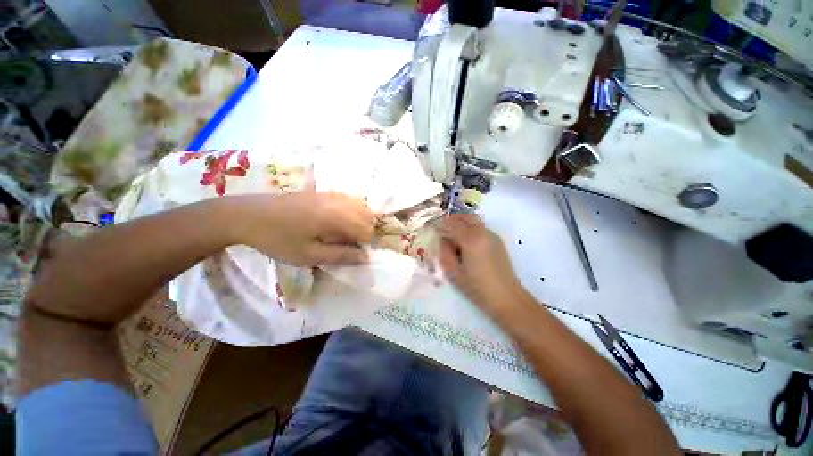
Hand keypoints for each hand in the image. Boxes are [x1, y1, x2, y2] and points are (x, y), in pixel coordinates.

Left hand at [232, 192, 374, 265]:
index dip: (366, 244)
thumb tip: (365, 258)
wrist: (247, 215)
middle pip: (367, 214)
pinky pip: (349, 200)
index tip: (357, 254)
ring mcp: (331, 194)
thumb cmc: (278, 239)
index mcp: (336, 217)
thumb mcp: (308, 255)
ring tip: (349, 235)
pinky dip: (353, 211)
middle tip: (353, 246)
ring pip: (360, 205)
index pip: (366, 229)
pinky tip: (341, 222)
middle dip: (367, 231)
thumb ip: (340, 256)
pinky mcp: (323, 193)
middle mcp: (338, 202)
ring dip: (362, 220)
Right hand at [440, 214, 522, 315]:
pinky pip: (480, 228)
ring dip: (462, 224)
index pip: (451, 223)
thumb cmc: (477, 287)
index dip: (440, 226)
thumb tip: (443, 239)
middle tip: (444, 232)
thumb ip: (445, 252)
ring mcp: (492, 235)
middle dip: (452, 220)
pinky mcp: (497, 240)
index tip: (434, 232)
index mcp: (470, 239)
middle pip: (464, 216)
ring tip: (455, 239)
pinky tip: (468, 246)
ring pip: (473, 221)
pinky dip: (471, 230)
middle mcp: (482, 232)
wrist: (506, 297)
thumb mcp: (453, 272)